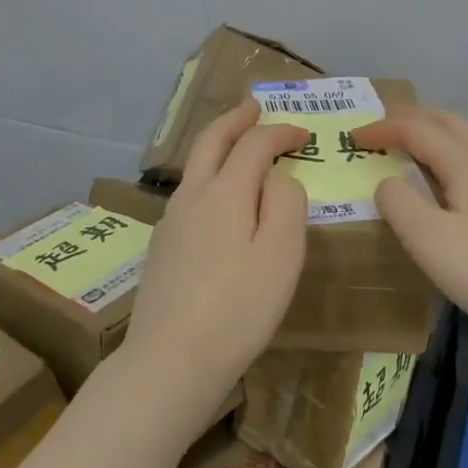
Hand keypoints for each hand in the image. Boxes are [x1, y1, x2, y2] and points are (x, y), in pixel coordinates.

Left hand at [122, 99, 308, 425]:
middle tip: (254, 106)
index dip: (280, 132)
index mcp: (224, 192)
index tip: (304, 134)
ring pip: (195, 166)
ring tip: (238, 143)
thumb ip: (287, 203)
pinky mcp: (162, 247)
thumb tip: (278, 177)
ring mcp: (171, 221)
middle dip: (235, 119)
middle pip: (211, 141)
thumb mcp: (281, 254)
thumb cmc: (238, 309)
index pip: (254, 144)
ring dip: (218, 145)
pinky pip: (189, 193)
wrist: (170, 361)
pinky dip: (209, 176)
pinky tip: (219, 198)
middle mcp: (192, 196)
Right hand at [352, 107, 467, 354]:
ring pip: (466, 138)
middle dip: (409, 118)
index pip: (416, 128)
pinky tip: (444, 183)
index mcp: (467, 161)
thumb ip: (397, 201)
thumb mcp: (427, 239)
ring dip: (432, 134)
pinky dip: (449, 153)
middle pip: (446, 121)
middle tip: (379, 131)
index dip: (382, 128)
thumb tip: (386, 181)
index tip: (352, 139)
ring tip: (405, 150)